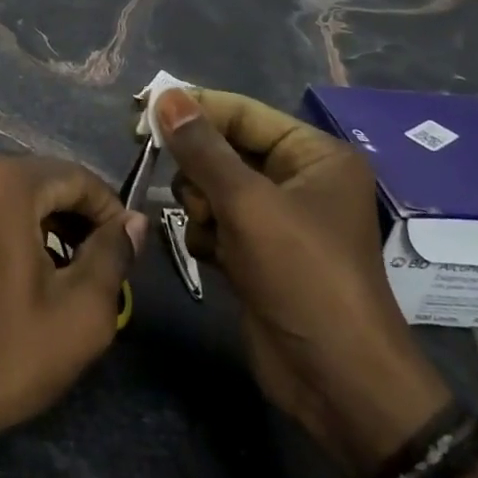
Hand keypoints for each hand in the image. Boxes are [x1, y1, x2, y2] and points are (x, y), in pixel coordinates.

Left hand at [0, 157, 147, 451]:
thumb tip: (134, 222)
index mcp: (5, 182)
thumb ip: (113, 254)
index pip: (77, 177)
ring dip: (49, 223)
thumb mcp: (81, 311)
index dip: (111, 211)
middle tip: (103, 265)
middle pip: (45, 180)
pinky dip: (17, 227)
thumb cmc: (6, 352)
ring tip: (71, 272)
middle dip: (79, 218)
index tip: (128, 251)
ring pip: (17, 193)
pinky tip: (30, 271)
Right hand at [156, 87, 453, 477]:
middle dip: (198, 168)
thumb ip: (201, 148)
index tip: (141, 111)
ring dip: (200, 205)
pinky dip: (206, 234)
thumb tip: (163, 94)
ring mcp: (277, 219)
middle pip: (223, 149)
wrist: (336, 383)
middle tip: (170, 175)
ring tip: (211, 230)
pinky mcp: (258, 253)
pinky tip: (214, 257)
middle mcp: (298, 180)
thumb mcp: (248, 205)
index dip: (193, 109)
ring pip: (212, 186)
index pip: (241, 112)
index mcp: (314, 156)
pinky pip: (215, 221)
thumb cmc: (303, 277)